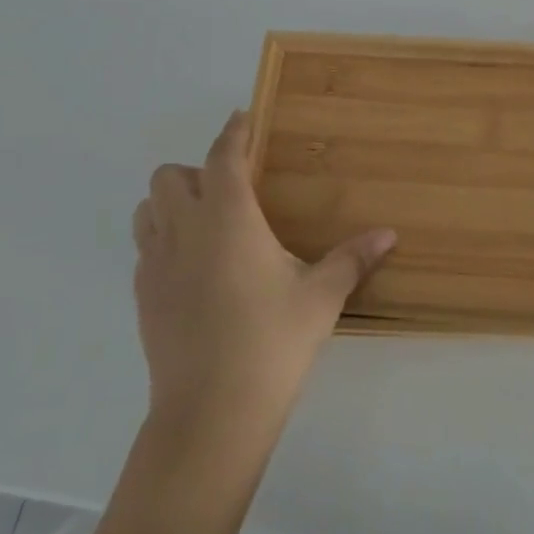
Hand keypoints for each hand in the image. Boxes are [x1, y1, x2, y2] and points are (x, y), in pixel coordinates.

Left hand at [132, 112, 394, 445]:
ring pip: (147, 209)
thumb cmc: (271, 342)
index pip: (223, 156)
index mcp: (228, 219)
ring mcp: (156, 265)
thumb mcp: (321, 296)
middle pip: (169, 176)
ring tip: (208, 223)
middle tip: (233, 191)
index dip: (233, 132)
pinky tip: (195, 267)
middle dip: (197, 170)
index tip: (242, 118)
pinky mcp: (143, 297)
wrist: (211, 414)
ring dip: (172, 203)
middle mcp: (185, 231)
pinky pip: (145, 249)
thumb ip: (353, 258)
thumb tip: (390, 234)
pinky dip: (164, 240)